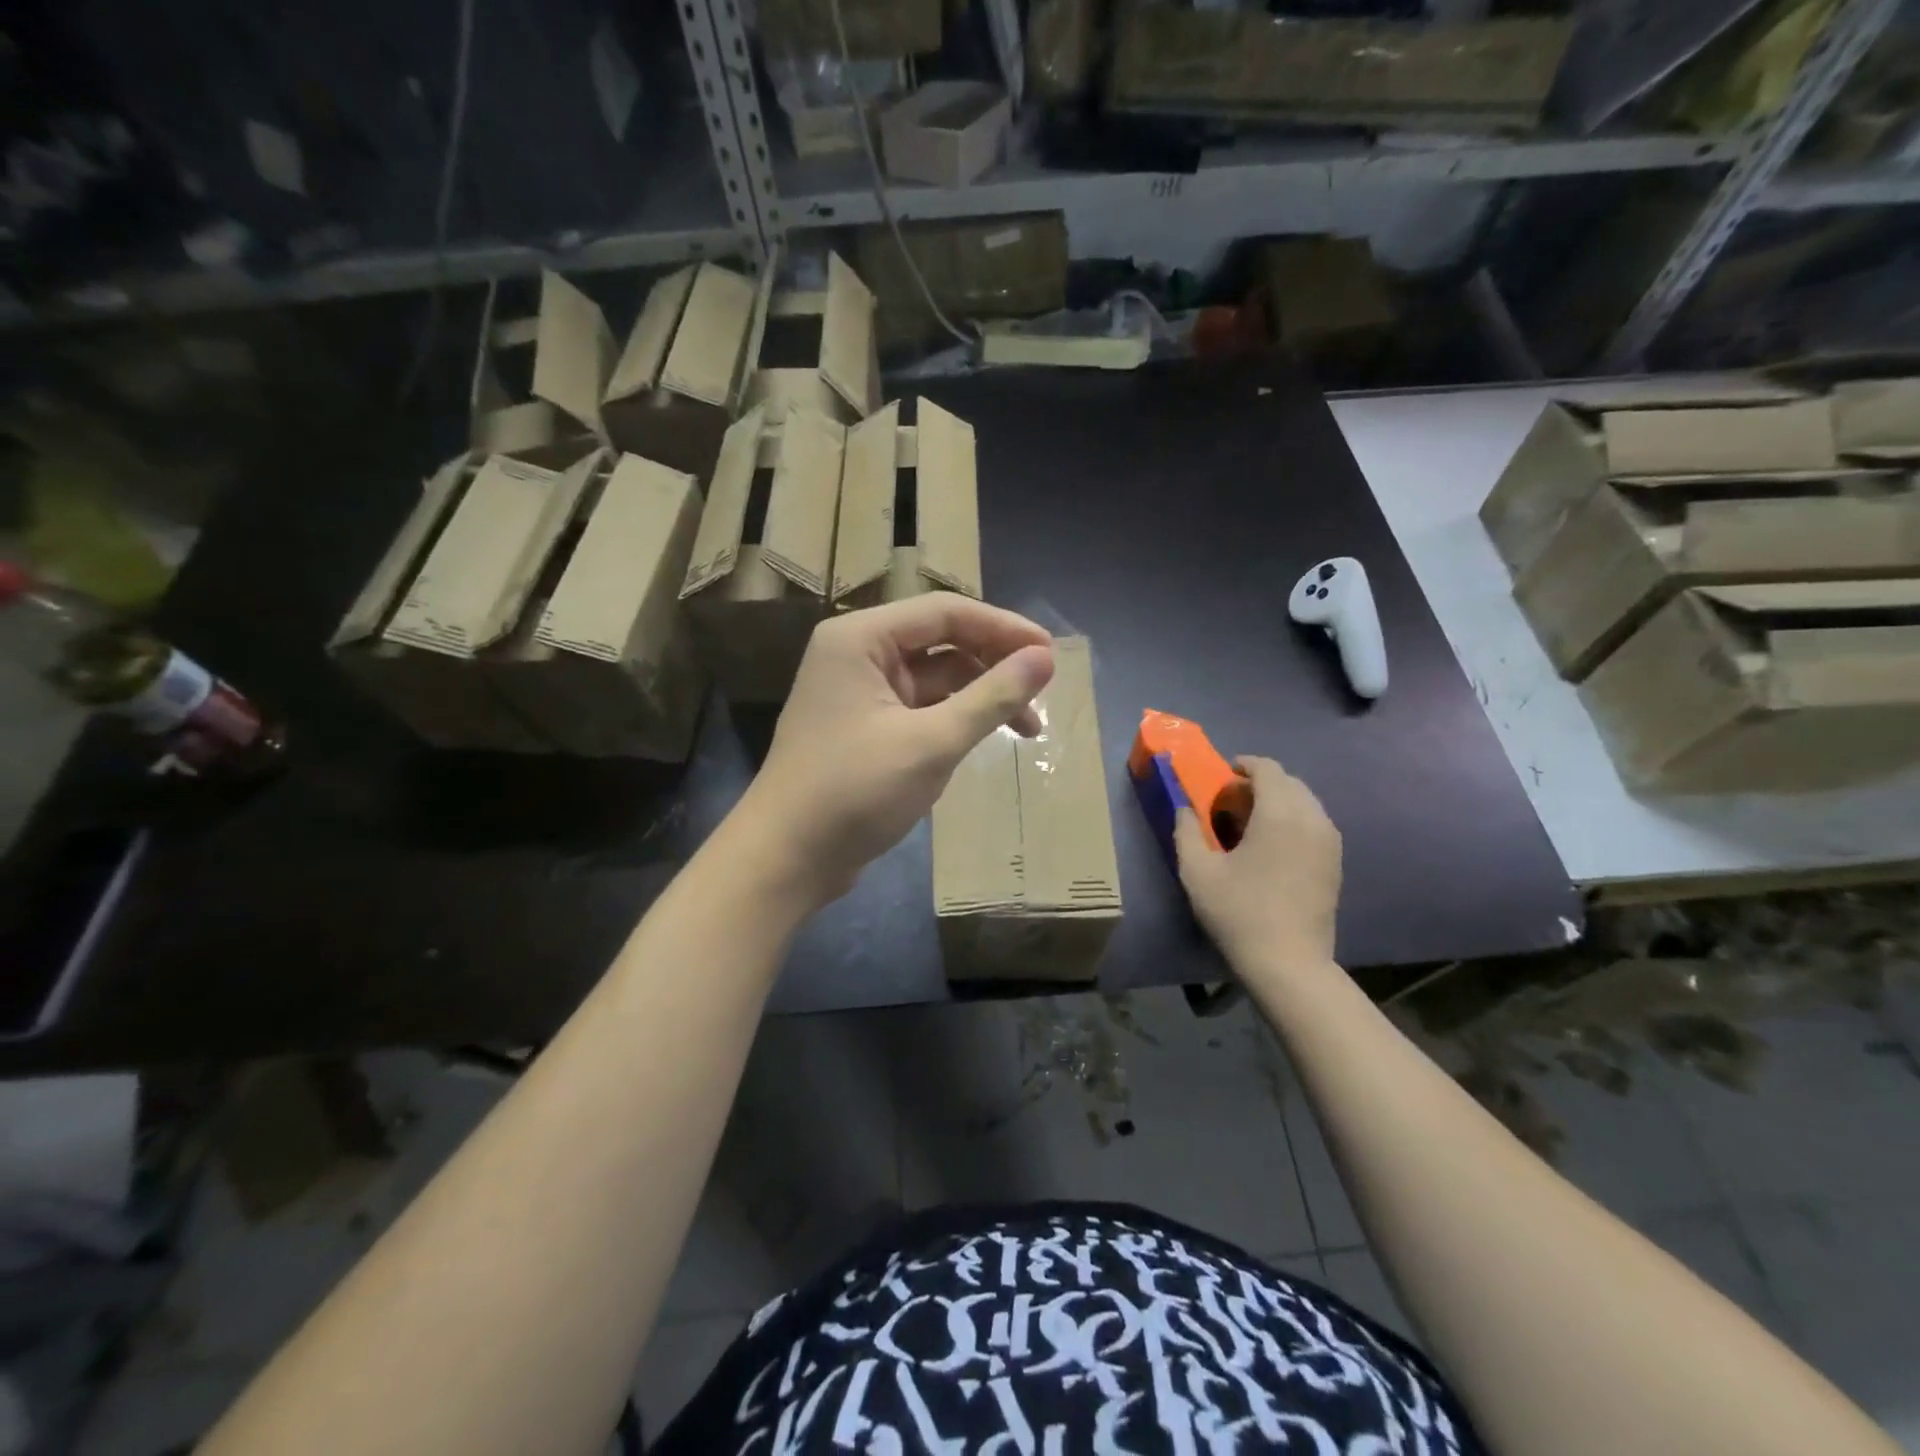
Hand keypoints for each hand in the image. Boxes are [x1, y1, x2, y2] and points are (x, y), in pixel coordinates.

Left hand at [736, 594, 1053, 908]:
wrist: (785, 860)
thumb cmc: (854, 793)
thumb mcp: (931, 743)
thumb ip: (991, 697)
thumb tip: (1045, 659)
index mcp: (861, 639)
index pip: (945, 612)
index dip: (1003, 628)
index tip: (1051, 655)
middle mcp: (857, 655)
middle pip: (941, 642)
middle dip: (994, 666)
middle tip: (1042, 694)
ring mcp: (860, 693)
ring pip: (935, 679)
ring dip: (979, 698)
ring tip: (1027, 730)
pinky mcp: (865, 728)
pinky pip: (920, 709)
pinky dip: (954, 721)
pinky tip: (981, 743)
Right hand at [1175, 756, 1341, 975]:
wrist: (1289, 962)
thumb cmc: (1239, 912)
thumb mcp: (1198, 871)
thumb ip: (1187, 831)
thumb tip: (1185, 808)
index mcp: (1280, 813)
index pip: (1268, 768)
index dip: (1243, 765)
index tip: (1221, 777)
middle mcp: (1312, 819)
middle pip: (1289, 782)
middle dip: (1260, 783)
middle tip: (1230, 802)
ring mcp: (1329, 841)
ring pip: (1305, 802)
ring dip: (1278, 801)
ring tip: (1250, 823)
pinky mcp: (1335, 862)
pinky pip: (1315, 823)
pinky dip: (1294, 820)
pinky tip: (1272, 845)